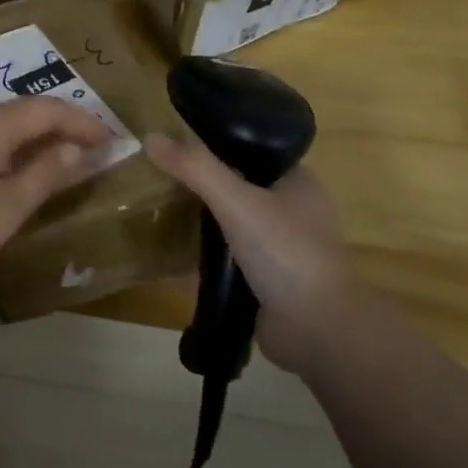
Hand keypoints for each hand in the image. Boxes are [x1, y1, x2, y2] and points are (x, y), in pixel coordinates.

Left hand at [0, 100, 113, 301]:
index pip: (49, 109)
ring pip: (1, 125)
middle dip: (61, 129)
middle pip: (24, 112)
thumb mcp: (7, 207)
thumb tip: (79, 151)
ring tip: (59, 165)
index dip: (84, 122)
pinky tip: (13, 174)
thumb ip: (46, 174)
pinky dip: (7, 150)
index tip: (112, 140)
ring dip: (33, 141)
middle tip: (91, 153)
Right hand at [145, 132, 359, 375]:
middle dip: (199, 185)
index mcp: (298, 183)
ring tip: (156, 210)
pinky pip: (226, 261)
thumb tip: (150, 137)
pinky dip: (201, 258)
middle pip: (236, 187)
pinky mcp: (266, 282)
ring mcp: (280, 249)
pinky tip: (167, 255)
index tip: (176, 142)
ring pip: (229, 225)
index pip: (251, 151)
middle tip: (157, 176)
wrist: (317, 330)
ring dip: (198, 222)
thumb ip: (194, 168)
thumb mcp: (236, 200)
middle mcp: (292, 212)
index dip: (214, 143)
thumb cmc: (285, 252)